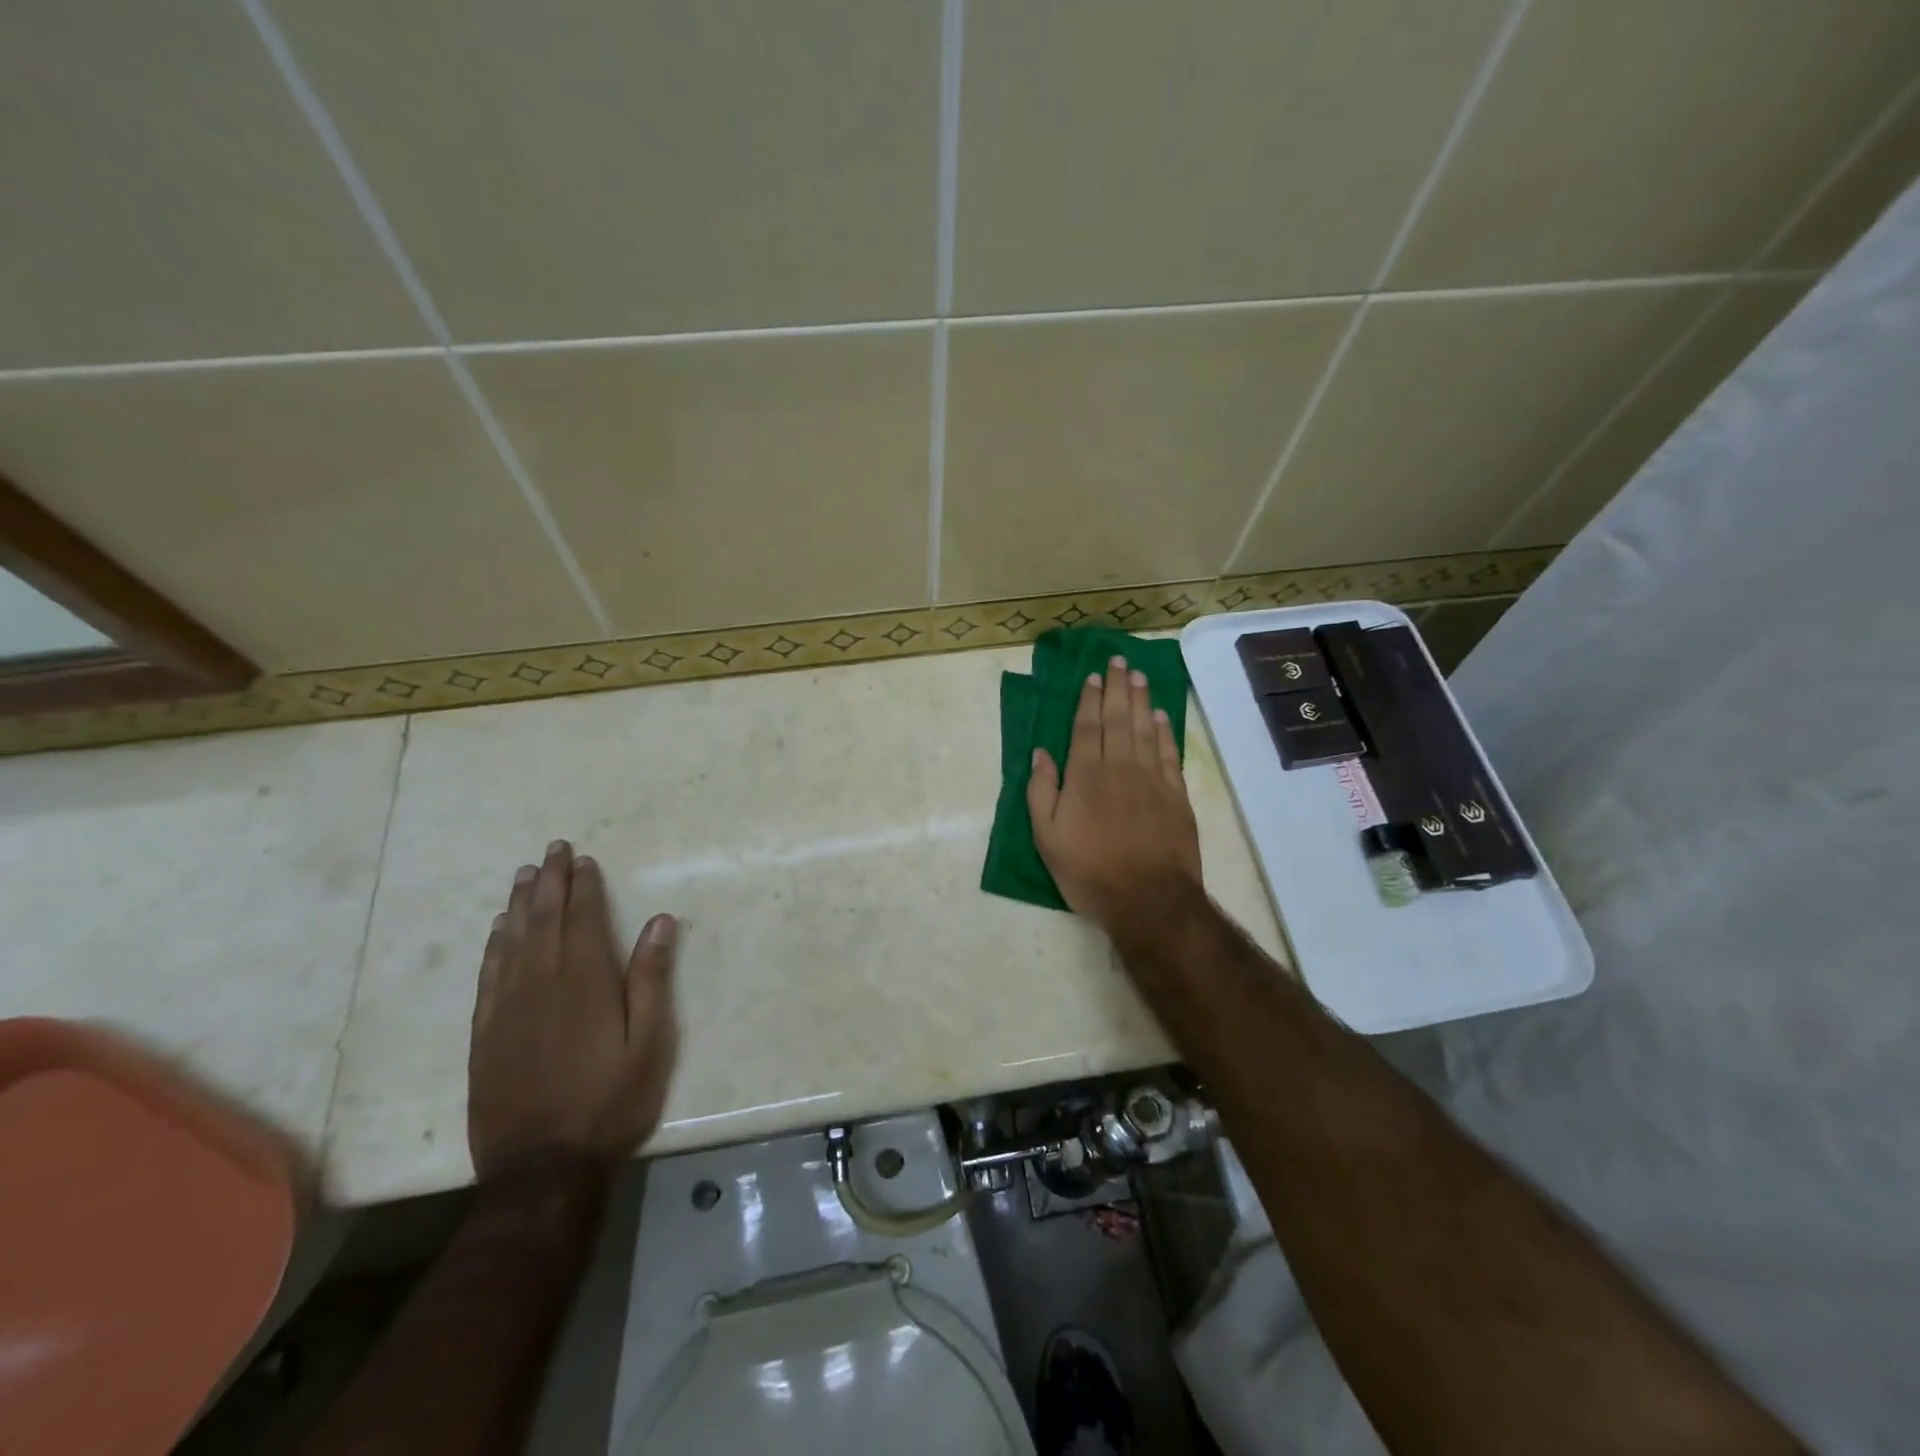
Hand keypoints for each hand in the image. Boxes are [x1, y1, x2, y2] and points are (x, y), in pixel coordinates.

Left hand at [468, 840, 678, 1181]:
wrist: (541, 1166)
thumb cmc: (609, 1101)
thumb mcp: (649, 1043)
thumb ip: (652, 979)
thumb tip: (660, 922)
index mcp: (586, 982)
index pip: (584, 920)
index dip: (584, 887)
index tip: (583, 860)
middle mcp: (542, 984)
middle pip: (544, 920)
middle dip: (549, 882)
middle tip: (552, 849)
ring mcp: (508, 1008)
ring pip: (513, 941)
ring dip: (520, 904)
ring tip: (525, 874)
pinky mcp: (485, 1033)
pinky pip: (489, 975)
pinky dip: (494, 945)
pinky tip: (498, 930)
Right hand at [1027, 655, 1201, 932]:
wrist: (1148, 899)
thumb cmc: (1089, 871)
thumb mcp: (1047, 837)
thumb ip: (1041, 791)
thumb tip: (1040, 753)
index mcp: (1085, 775)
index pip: (1086, 726)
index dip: (1089, 699)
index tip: (1093, 676)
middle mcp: (1119, 767)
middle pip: (1118, 718)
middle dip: (1117, 688)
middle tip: (1119, 660)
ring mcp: (1151, 779)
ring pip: (1144, 729)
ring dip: (1141, 700)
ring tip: (1138, 675)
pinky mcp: (1176, 794)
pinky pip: (1169, 752)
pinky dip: (1164, 731)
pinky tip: (1160, 716)